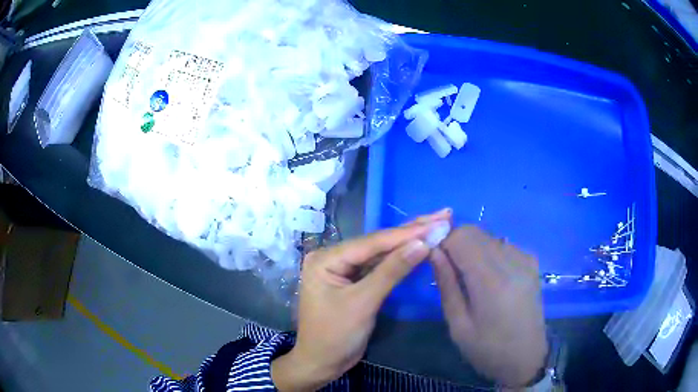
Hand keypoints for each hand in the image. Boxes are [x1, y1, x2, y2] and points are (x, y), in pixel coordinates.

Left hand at [272, 209, 450, 390]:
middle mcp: (334, 257)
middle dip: (411, 230)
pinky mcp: (355, 282)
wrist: (322, 363)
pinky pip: (380, 266)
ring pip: (381, 253)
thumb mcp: (363, 303)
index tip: (437, 222)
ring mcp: (345, 269)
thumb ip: (391, 271)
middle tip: (442, 214)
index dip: (407, 233)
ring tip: (436, 224)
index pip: (372, 242)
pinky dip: (400, 258)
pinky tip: (419, 246)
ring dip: (408, 241)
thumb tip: (422, 243)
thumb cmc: (335, 336)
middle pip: (377, 243)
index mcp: (327, 258)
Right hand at [431, 226, 547, 387]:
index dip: (443, 242)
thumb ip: (446, 285)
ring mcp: (525, 259)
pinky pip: (502, 244)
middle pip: (475, 231)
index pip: (461, 236)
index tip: (437, 262)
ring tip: (472, 279)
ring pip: (488, 236)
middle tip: (452, 272)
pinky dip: (490, 253)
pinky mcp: (532, 262)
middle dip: (456, 244)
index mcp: (491, 281)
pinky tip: (492, 279)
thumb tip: (434, 251)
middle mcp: (511, 261)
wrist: (527, 357)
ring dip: (473, 249)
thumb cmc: (488, 349)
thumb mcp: (458, 325)